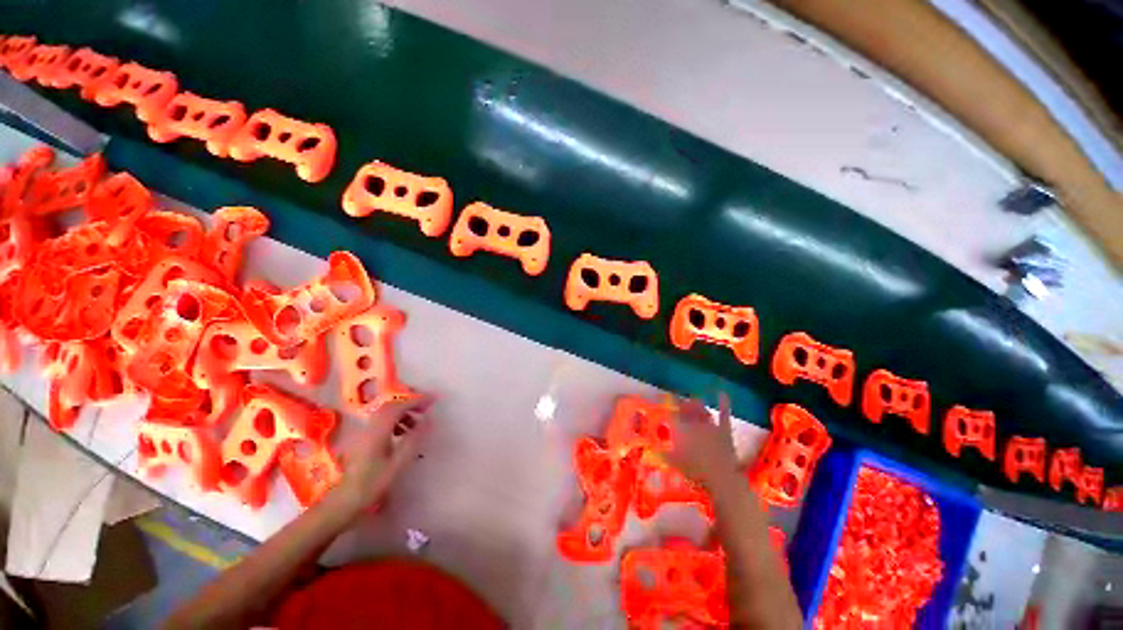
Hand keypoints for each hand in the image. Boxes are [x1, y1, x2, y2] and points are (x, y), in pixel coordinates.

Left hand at [336, 394, 433, 509]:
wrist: (345, 500)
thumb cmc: (373, 483)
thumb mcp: (398, 463)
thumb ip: (414, 439)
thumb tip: (428, 420)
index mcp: (378, 431)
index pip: (399, 407)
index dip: (417, 400)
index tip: (433, 400)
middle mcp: (369, 427)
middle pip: (391, 406)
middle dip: (410, 404)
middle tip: (427, 409)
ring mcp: (364, 432)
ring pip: (386, 413)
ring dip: (403, 413)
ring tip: (416, 425)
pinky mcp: (363, 438)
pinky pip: (382, 421)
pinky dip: (395, 421)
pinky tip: (401, 434)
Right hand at [664, 393, 739, 490]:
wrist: (721, 477)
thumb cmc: (694, 471)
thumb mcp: (673, 463)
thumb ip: (662, 454)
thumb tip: (650, 451)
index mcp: (681, 429)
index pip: (672, 415)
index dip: (668, 410)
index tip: (664, 407)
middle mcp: (694, 423)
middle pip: (686, 409)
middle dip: (681, 405)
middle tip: (678, 404)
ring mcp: (710, 425)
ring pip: (701, 410)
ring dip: (696, 404)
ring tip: (692, 400)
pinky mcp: (724, 430)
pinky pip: (723, 414)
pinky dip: (723, 403)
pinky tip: (722, 393)